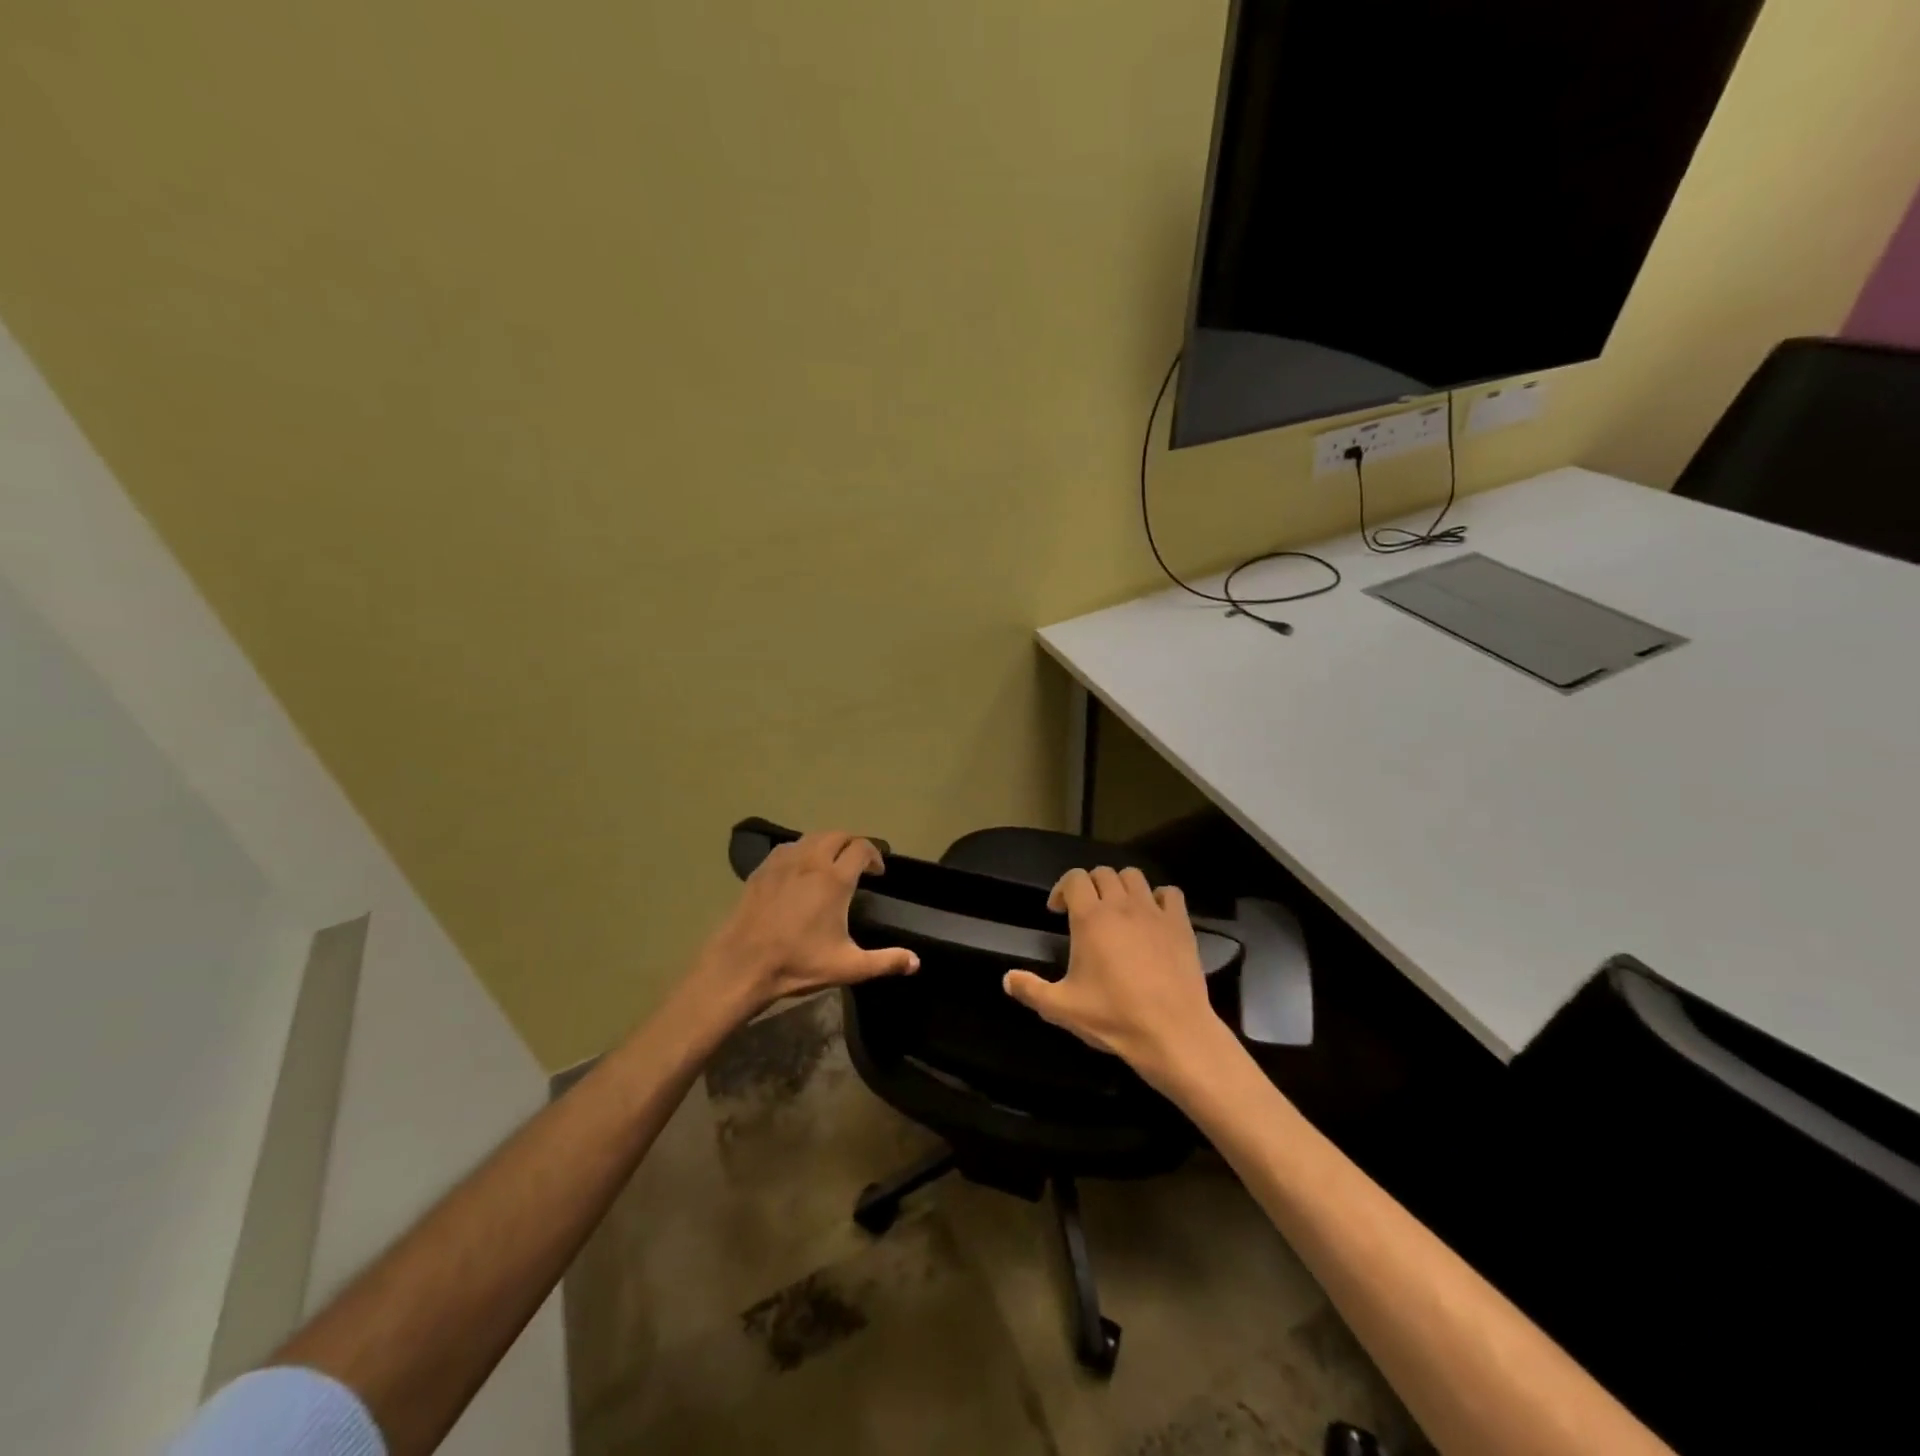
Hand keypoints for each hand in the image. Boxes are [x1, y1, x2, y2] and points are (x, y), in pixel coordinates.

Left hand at [698, 831, 918, 1012]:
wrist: (743, 964)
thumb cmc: (798, 963)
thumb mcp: (848, 967)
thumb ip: (885, 961)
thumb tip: (916, 962)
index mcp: (834, 879)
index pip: (861, 848)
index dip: (874, 856)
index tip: (877, 873)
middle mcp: (811, 861)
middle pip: (837, 835)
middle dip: (852, 844)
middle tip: (858, 864)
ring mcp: (783, 862)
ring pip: (811, 837)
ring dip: (827, 844)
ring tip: (831, 863)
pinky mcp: (762, 870)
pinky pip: (788, 847)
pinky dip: (802, 850)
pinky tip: (800, 869)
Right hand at [1002, 866, 1229, 1089]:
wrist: (1172, 1032)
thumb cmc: (1113, 1017)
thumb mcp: (1061, 1008)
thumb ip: (1030, 990)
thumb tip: (1006, 979)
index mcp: (1090, 917)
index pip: (1073, 878)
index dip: (1062, 889)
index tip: (1057, 911)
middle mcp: (1121, 905)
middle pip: (1103, 873)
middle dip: (1090, 886)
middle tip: (1085, 912)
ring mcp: (1154, 912)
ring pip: (1134, 876)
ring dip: (1121, 886)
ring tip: (1117, 910)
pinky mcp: (1180, 924)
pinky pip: (1170, 893)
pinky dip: (1158, 897)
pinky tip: (1153, 917)